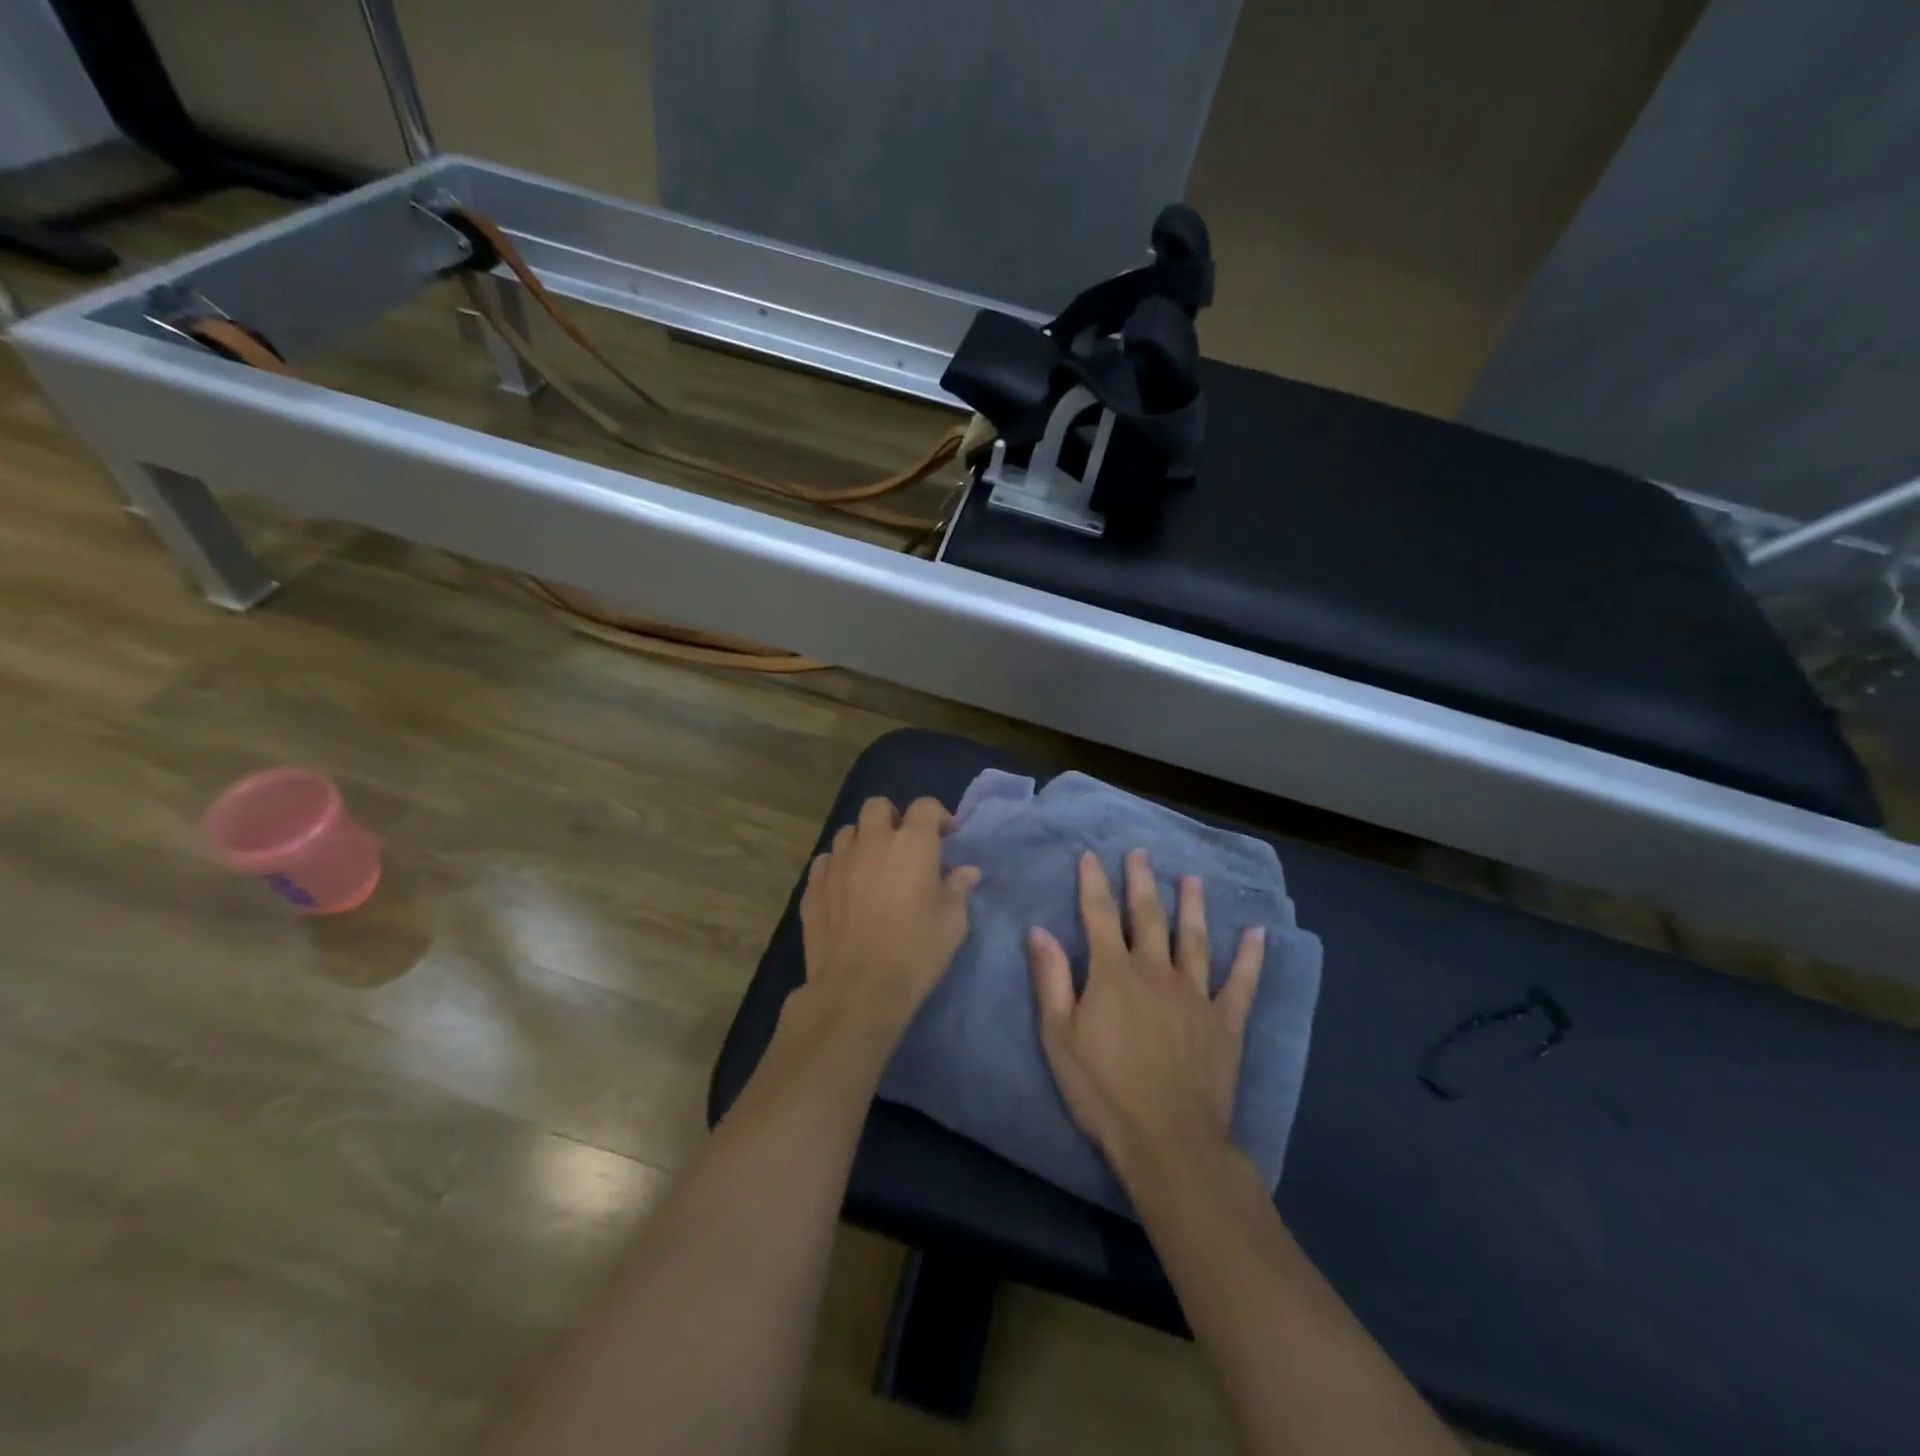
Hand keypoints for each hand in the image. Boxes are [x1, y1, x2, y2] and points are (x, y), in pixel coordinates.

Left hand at [794, 796, 980, 1058]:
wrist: (858, 988)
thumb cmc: (915, 950)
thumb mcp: (952, 922)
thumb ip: (958, 889)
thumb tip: (967, 872)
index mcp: (912, 842)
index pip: (925, 806)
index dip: (938, 816)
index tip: (946, 837)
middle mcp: (871, 841)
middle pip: (878, 806)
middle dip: (893, 818)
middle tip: (904, 845)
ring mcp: (837, 862)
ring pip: (848, 832)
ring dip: (863, 840)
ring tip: (873, 866)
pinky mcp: (813, 886)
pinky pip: (825, 861)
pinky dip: (838, 866)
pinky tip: (846, 888)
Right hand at [1029, 850, 1264, 1184]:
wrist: (1168, 1140)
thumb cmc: (1103, 1090)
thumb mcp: (1060, 1036)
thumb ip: (1051, 979)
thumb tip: (1039, 930)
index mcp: (1114, 973)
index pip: (1100, 915)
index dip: (1093, 883)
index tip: (1090, 855)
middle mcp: (1156, 972)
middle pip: (1149, 916)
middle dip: (1142, 881)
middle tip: (1140, 852)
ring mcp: (1195, 994)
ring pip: (1195, 939)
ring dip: (1193, 906)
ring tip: (1193, 878)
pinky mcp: (1225, 1022)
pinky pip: (1241, 983)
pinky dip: (1250, 957)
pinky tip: (1258, 933)